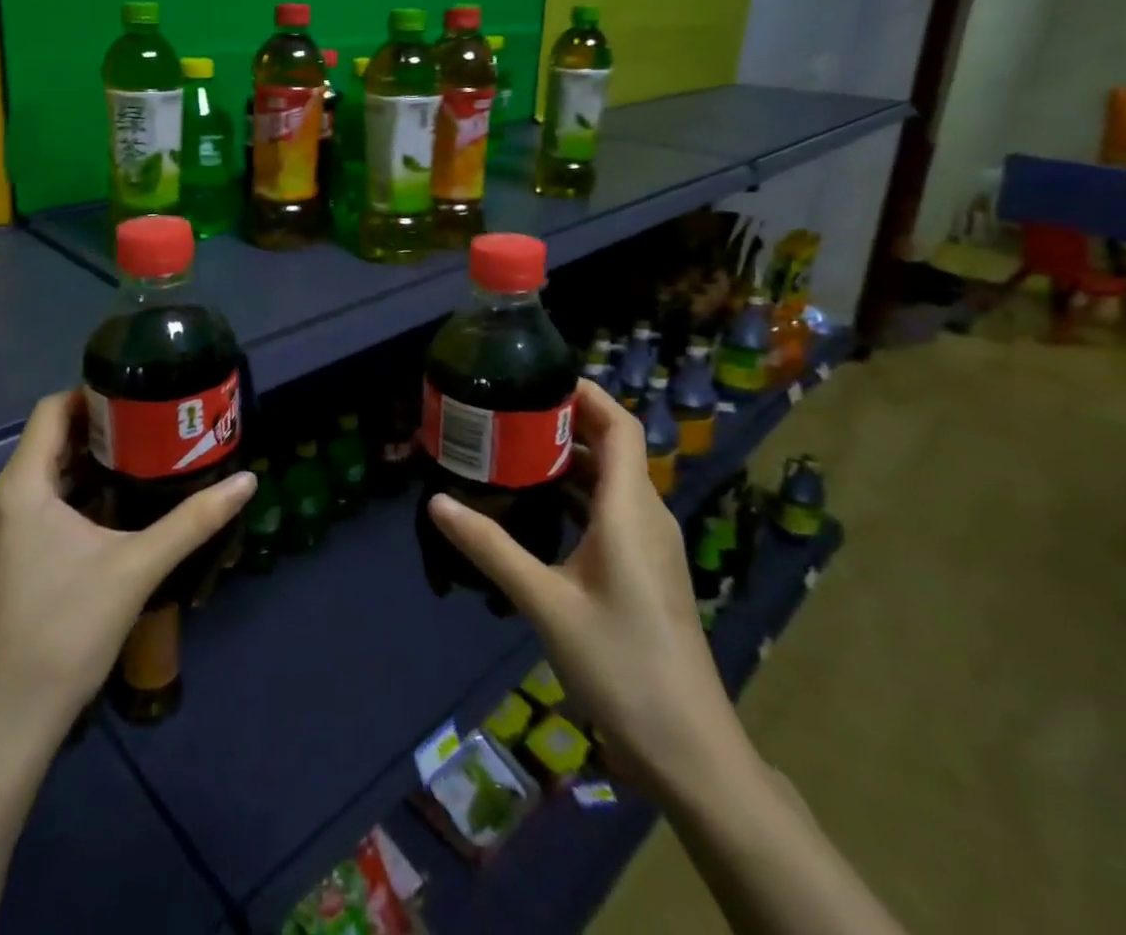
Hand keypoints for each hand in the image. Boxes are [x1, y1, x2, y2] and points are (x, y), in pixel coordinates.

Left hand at [0, 389, 255, 742]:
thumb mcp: (138, 568)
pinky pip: (38, 500)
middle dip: (100, 426)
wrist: (9, 721)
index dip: (91, 393)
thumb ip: (193, 520)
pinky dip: (73, 489)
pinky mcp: (1, 555)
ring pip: (44, 471)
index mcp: (21, 488)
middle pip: (49, 439)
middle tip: (153, 421)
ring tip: (143, 453)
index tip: (138, 391)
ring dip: (88, 459)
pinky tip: (114, 502)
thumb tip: (247, 482)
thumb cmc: (67, 632)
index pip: (50, 411)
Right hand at [428, 378, 751, 799]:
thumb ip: (490, 547)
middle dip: (563, 423)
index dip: (586, 393)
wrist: (688, 749)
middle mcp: (645, 515)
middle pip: (611, 446)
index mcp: (630, 508)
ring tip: (511, 452)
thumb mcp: (545, 602)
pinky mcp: (644, 569)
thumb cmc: (621, 663)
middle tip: (507, 413)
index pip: (619, 425)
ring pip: (609, 480)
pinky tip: (536, 509)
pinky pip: (610, 511)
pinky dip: (575, 496)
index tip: (538, 377)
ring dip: (566, 461)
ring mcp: (649, 544)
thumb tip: (438, 500)